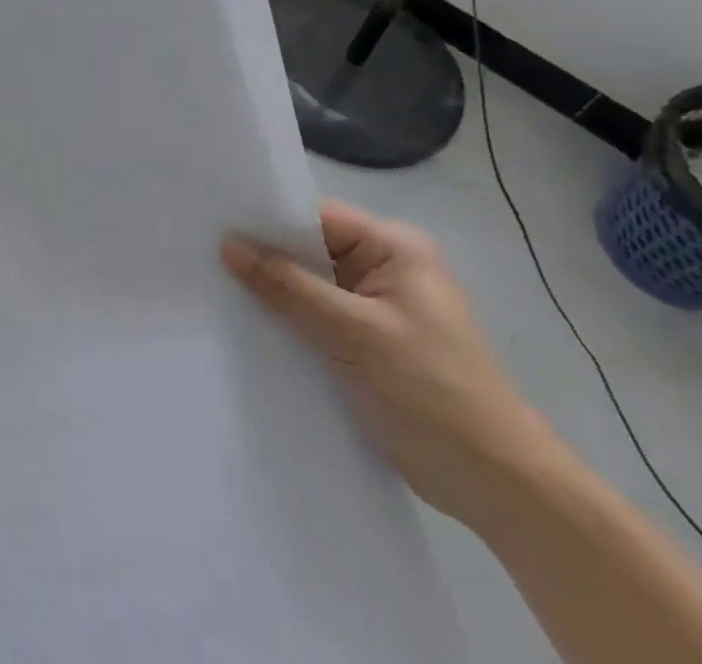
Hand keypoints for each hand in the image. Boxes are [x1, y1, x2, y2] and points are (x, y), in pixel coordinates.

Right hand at [222, 200, 552, 528]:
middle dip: (264, 256)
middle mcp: (385, 266)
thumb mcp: (353, 333)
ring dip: (274, 291)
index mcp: (394, 247)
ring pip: (310, 284)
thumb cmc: (431, 392)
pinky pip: (317, 316)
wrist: (498, 486)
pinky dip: (289, 320)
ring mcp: (377, 306)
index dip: (266, 219)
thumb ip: (288, 286)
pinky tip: (249, 325)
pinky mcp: (369, 341)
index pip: (315, 216)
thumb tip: (229, 245)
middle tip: (203, 253)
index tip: (213, 223)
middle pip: (309, 248)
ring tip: (214, 286)